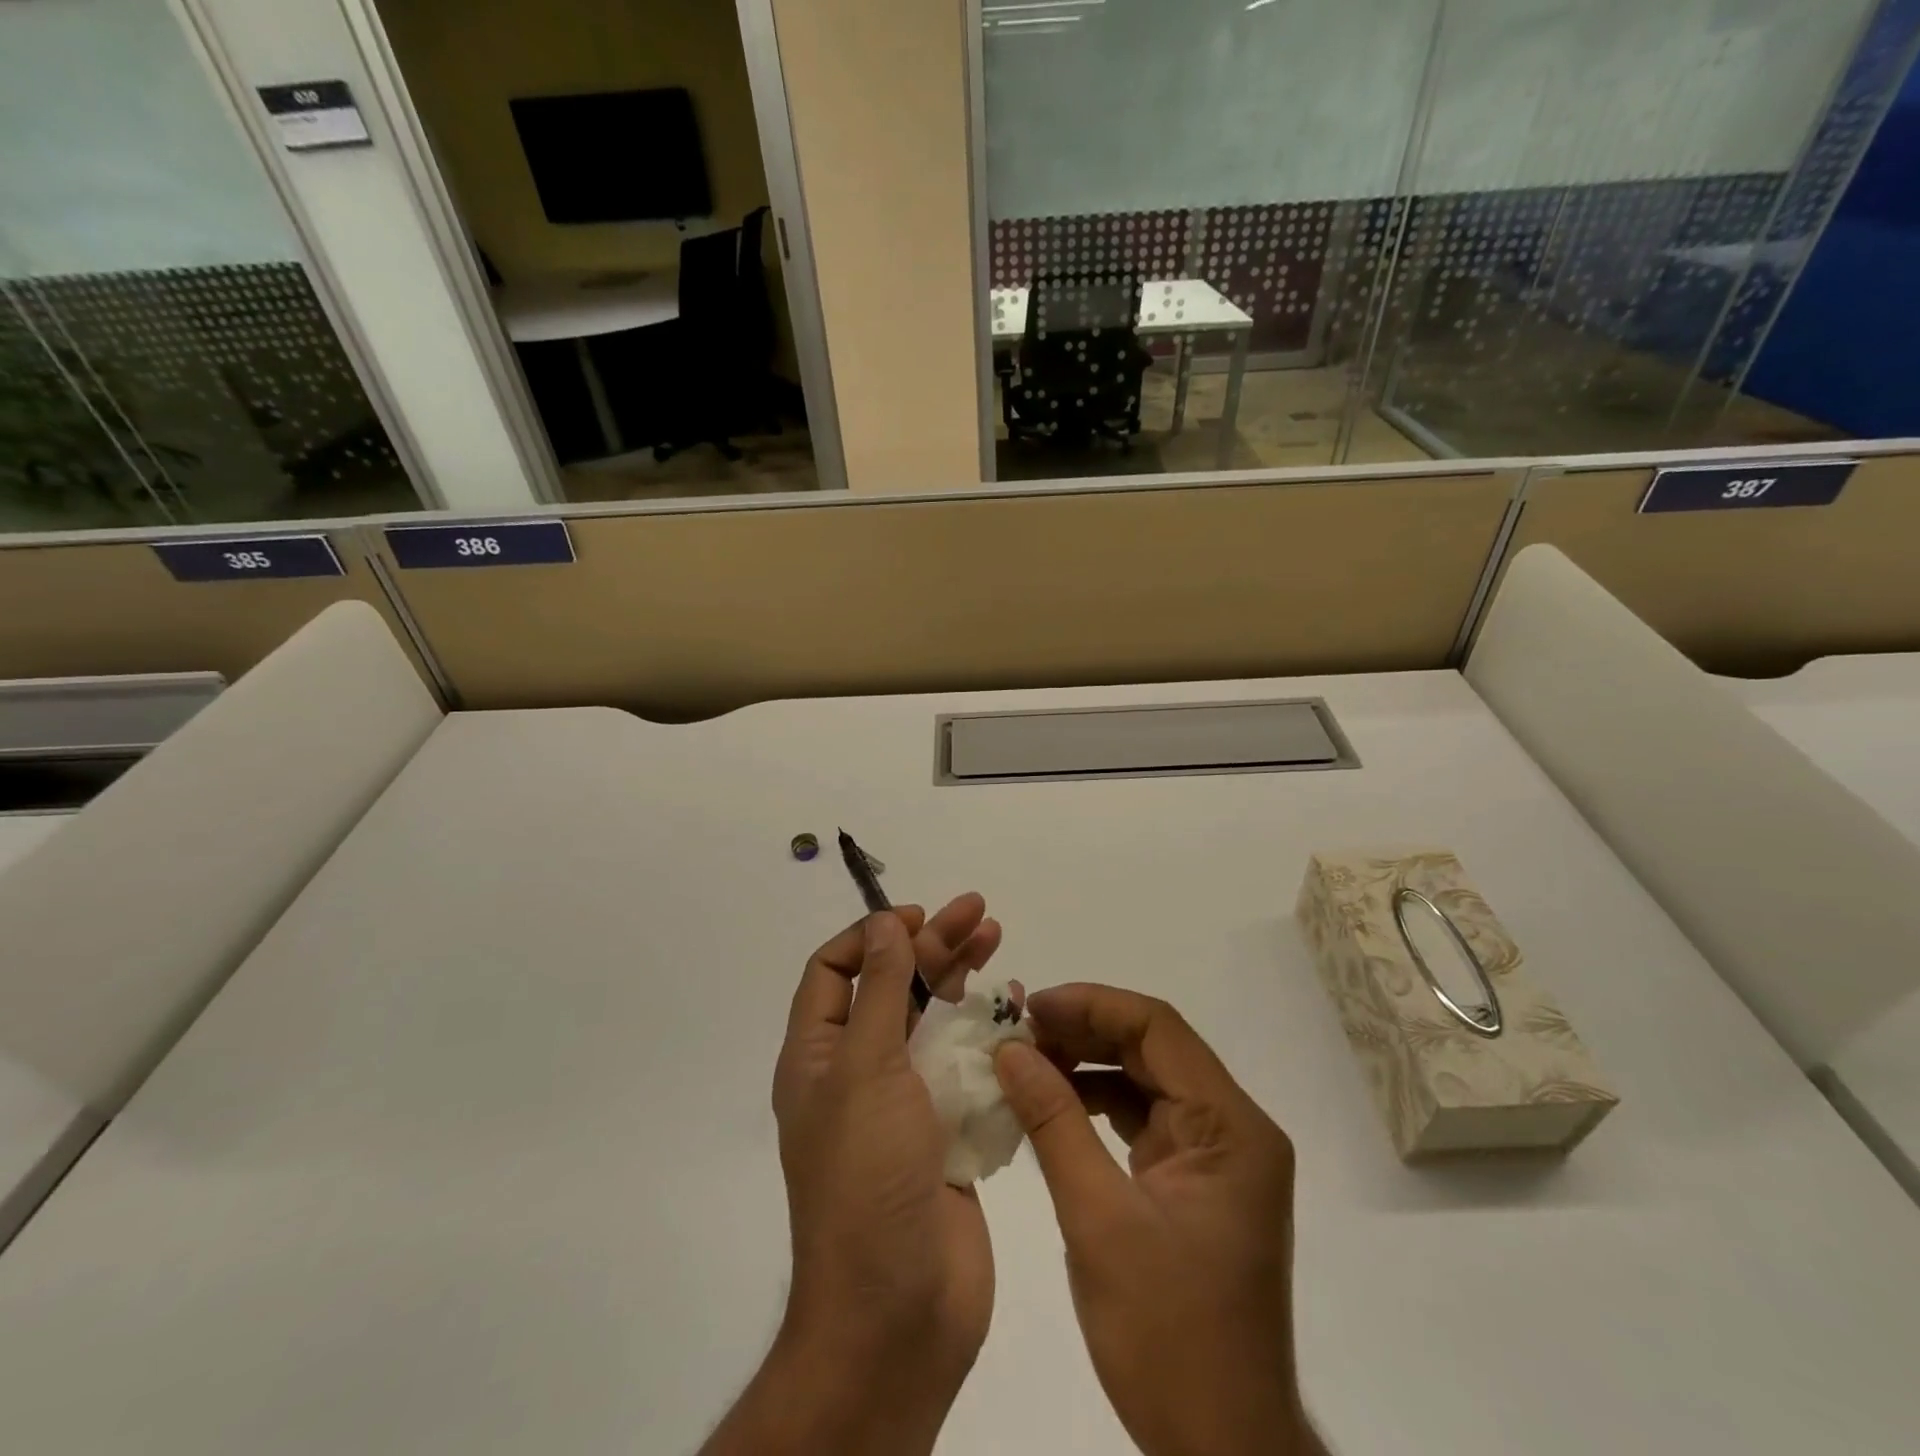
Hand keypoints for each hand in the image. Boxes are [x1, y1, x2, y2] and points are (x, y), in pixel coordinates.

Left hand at [760, 897, 1003, 1451]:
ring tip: (998, 939)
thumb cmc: (867, 1178)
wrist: (898, 1312)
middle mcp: (858, 1071)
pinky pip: (966, 1065)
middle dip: (932, 944)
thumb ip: (880, 991)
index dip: (872, 935)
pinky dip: (987, 1032)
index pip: (834, 971)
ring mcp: (905, 1102)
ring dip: (962, 979)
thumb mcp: (864, 1069)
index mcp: (819, 1055)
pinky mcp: (947, 1128)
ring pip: (933, 1020)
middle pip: (894, 986)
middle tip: (978, 912)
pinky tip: (1015, 1007)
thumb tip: (883, 922)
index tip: (917, 916)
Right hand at [995, 985, 1323, 1455]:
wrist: (1221, 1450)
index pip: (1159, 1028)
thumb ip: (1054, 1123)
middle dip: (1084, 1031)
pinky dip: (1098, 1103)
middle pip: (1153, 1048)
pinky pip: (1144, 1117)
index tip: (1031, 1008)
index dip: (1092, 1005)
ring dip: (1087, 1064)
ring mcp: (1216, 1155)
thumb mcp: (1099, 1221)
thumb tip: (1010, 1050)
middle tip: (1019, 1032)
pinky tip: (1054, 1103)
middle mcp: (1233, 1128)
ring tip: (1027, 1061)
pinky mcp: (1195, 1180)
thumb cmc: (1168, 1336)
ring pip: (1146, 1078)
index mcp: (1231, 1128)